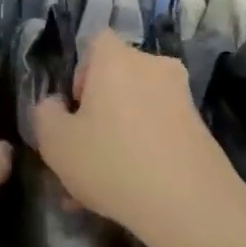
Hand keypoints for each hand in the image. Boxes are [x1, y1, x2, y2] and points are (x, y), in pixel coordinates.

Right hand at [31, 30, 237, 240]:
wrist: (190, 205)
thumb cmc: (112, 162)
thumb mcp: (56, 143)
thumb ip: (46, 114)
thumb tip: (55, 104)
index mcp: (118, 59)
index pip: (95, 41)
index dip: (80, 71)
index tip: (75, 106)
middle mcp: (154, 67)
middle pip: (118, 77)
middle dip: (99, 109)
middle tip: (84, 149)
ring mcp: (182, 97)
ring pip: (137, 110)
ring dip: (118, 136)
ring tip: (100, 186)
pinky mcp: (200, 128)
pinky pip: (158, 131)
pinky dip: (143, 151)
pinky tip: (128, 191)